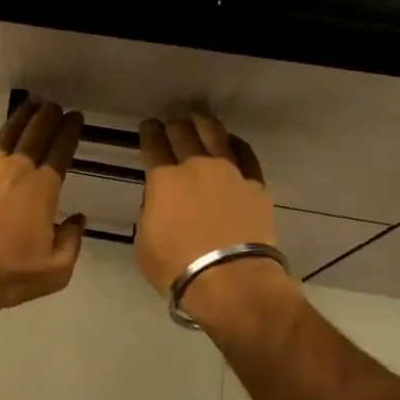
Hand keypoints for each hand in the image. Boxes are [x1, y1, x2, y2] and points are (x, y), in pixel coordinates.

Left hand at [0, 99, 86, 313]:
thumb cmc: (10, 274)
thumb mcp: (56, 269)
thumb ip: (72, 241)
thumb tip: (78, 220)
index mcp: (44, 188)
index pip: (61, 150)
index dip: (70, 131)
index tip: (75, 117)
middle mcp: (17, 169)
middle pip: (36, 135)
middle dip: (48, 117)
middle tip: (54, 106)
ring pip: (6, 134)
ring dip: (19, 118)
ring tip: (29, 106)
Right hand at [135, 113, 296, 327]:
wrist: (231, 281)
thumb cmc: (178, 267)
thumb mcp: (144, 243)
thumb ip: (149, 215)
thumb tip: (159, 203)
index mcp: (163, 180)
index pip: (153, 146)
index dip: (149, 133)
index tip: (148, 126)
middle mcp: (196, 166)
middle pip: (183, 134)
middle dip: (174, 126)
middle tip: (171, 123)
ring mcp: (229, 172)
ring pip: (215, 135)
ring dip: (203, 123)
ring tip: (199, 118)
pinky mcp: (255, 184)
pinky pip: (245, 154)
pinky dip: (235, 143)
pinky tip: (231, 141)